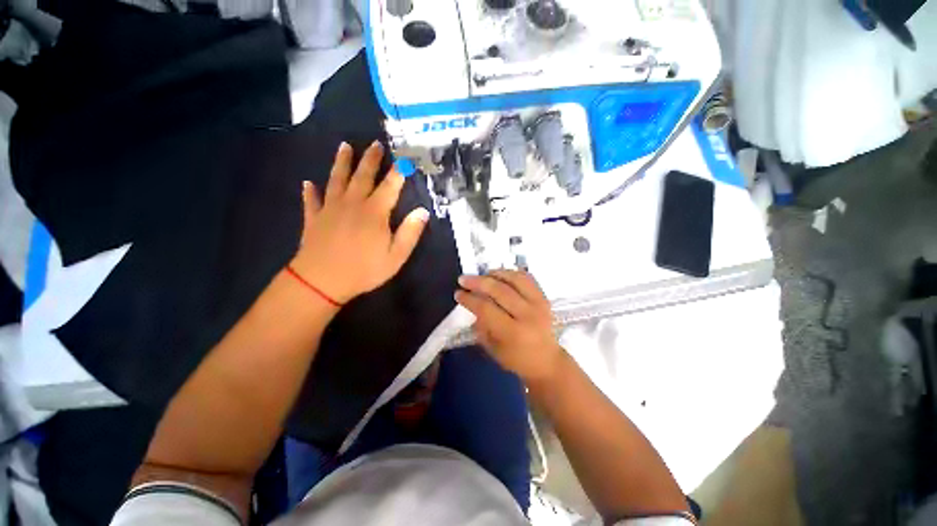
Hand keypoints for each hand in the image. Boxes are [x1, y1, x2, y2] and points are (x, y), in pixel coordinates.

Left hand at [290, 141, 428, 303]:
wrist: (322, 281)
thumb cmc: (364, 269)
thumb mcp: (396, 255)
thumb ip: (410, 232)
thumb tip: (423, 212)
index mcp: (375, 212)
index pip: (390, 187)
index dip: (398, 172)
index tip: (404, 159)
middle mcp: (353, 203)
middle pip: (363, 176)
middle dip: (370, 159)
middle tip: (374, 143)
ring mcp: (331, 209)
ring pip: (336, 180)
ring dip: (341, 163)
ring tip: (344, 147)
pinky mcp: (314, 218)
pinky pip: (312, 201)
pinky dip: (310, 191)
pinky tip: (308, 183)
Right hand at [455, 270, 564, 384]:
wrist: (547, 361)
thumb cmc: (517, 359)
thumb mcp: (493, 349)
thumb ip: (481, 327)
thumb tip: (472, 305)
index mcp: (513, 333)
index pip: (486, 309)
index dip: (470, 299)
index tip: (458, 294)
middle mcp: (527, 315)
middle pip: (499, 290)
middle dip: (478, 282)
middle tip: (464, 279)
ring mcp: (539, 304)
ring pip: (514, 279)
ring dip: (495, 273)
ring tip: (483, 275)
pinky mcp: (544, 298)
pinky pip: (527, 278)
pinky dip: (512, 273)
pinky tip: (501, 275)